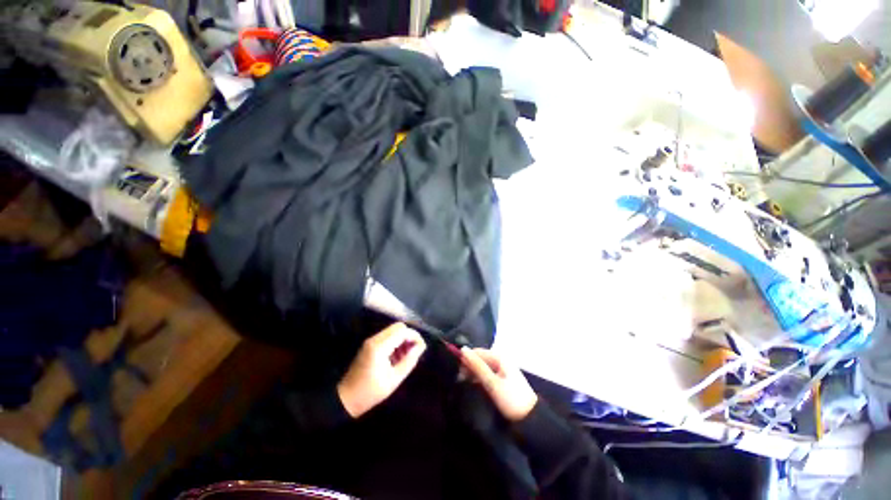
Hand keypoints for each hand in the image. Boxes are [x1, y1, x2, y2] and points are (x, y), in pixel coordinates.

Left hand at [337, 323, 426, 417]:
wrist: (347, 399)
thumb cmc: (371, 392)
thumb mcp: (394, 379)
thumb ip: (409, 360)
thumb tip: (420, 347)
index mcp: (379, 347)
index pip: (402, 331)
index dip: (414, 336)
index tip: (422, 347)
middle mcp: (374, 339)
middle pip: (398, 327)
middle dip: (409, 335)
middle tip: (415, 350)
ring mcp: (371, 341)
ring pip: (393, 330)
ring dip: (403, 338)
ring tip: (408, 355)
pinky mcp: (370, 345)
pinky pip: (387, 336)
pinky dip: (396, 342)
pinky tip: (399, 356)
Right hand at [460, 347, 537, 421]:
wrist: (531, 420)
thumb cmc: (512, 400)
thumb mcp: (492, 383)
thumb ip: (477, 366)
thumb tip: (463, 350)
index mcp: (500, 357)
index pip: (477, 352)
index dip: (466, 359)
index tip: (457, 372)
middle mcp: (500, 361)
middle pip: (480, 359)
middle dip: (469, 367)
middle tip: (459, 380)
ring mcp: (502, 371)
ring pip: (482, 368)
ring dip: (473, 374)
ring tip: (464, 384)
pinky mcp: (502, 381)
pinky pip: (487, 375)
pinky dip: (479, 379)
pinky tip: (474, 386)